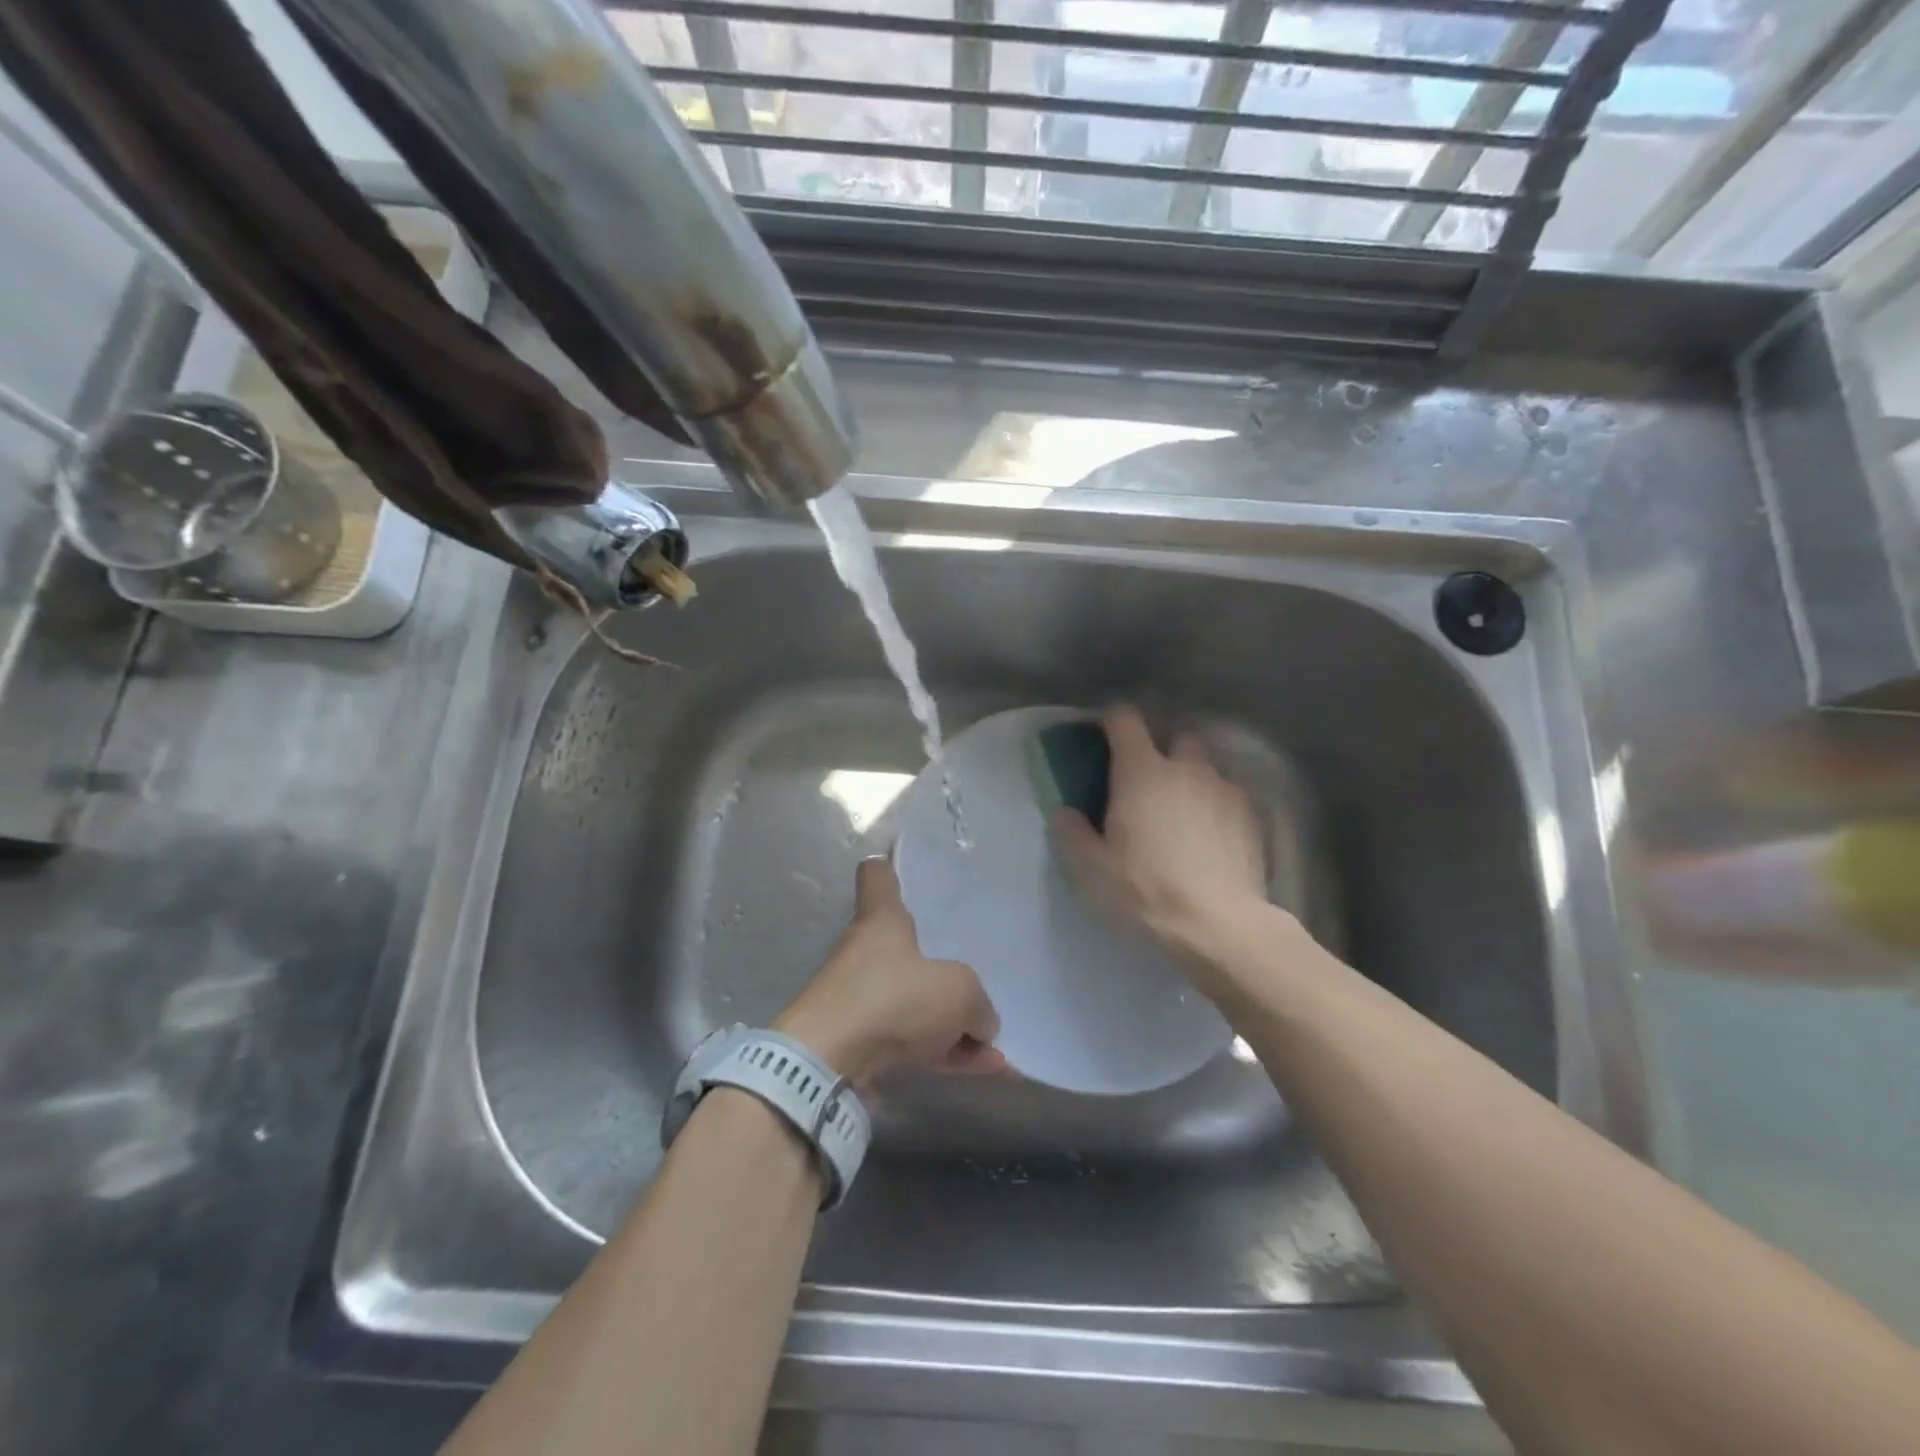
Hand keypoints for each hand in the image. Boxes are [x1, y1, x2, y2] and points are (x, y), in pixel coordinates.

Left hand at [774, 858, 1004, 1083]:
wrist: (827, 1064)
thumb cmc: (892, 998)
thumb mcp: (958, 991)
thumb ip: (978, 1003)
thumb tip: (980, 1022)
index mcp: (881, 920)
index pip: (877, 876)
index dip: (891, 869)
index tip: (905, 872)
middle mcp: (867, 954)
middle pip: (908, 950)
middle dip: (943, 973)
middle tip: (978, 991)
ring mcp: (862, 1000)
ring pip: (916, 1004)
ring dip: (954, 1027)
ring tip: (995, 1053)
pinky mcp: (861, 1043)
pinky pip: (912, 1042)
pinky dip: (944, 1055)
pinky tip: (984, 1072)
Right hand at [1052, 705, 1270, 963]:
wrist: (1218, 923)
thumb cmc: (1145, 889)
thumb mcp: (1092, 869)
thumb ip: (1073, 834)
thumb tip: (1063, 811)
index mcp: (1141, 772)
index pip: (1126, 720)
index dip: (1113, 720)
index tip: (1106, 734)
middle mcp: (1186, 768)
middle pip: (1178, 735)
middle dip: (1165, 748)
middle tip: (1151, 781)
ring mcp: (1224, 789)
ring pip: (1207, 768)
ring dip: (1193, 780)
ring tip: (1185, 814)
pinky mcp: (1252, 815)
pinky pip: (1230, 797)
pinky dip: (1218, 807)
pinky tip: (1212, 838)